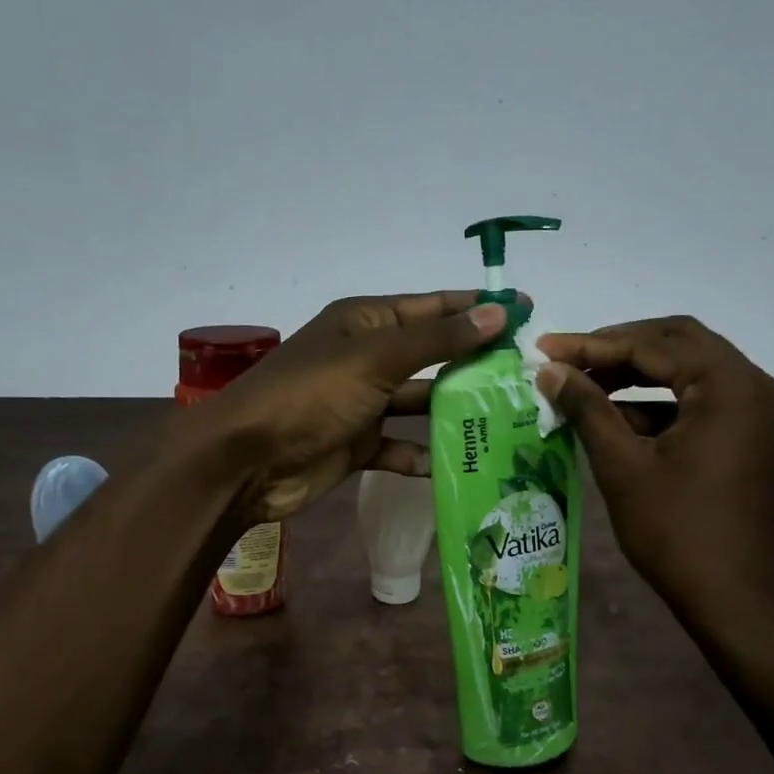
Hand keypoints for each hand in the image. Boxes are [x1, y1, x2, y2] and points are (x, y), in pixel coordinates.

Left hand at [185, 291, 509, 522]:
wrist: (247, 462)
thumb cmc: (310, 396)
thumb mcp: (376, 358)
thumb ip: (437, 340)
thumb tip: (497, 312)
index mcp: (366, 322)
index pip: (433, 307)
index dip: (478, 307)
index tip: (525, 311)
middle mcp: (367, 357)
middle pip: (431, 356)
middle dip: (474, 364)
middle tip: (527, 376)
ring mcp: (362, 403)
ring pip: (419, 403)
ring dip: (455, 412)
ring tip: (507, 421)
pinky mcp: (357, 444)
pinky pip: (399, 446)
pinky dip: (423, 454)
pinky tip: (457, 466)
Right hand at [535, 316, 773, 623]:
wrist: (745, 604)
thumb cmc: (679, 535)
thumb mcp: (623, 468)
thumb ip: (587, 410)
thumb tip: (550, 372)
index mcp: (730, 385)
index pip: (653, 344)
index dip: (593, 344)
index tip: (545, 349)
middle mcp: (757, 387)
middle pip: (679, 344)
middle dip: (618, 350)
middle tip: (568, 362)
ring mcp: (764, 413)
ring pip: (693, 373)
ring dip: (640, 377)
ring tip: (586, 390)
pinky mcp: (760, 439)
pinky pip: (706, 403)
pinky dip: (664, 406)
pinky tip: (622, 422)